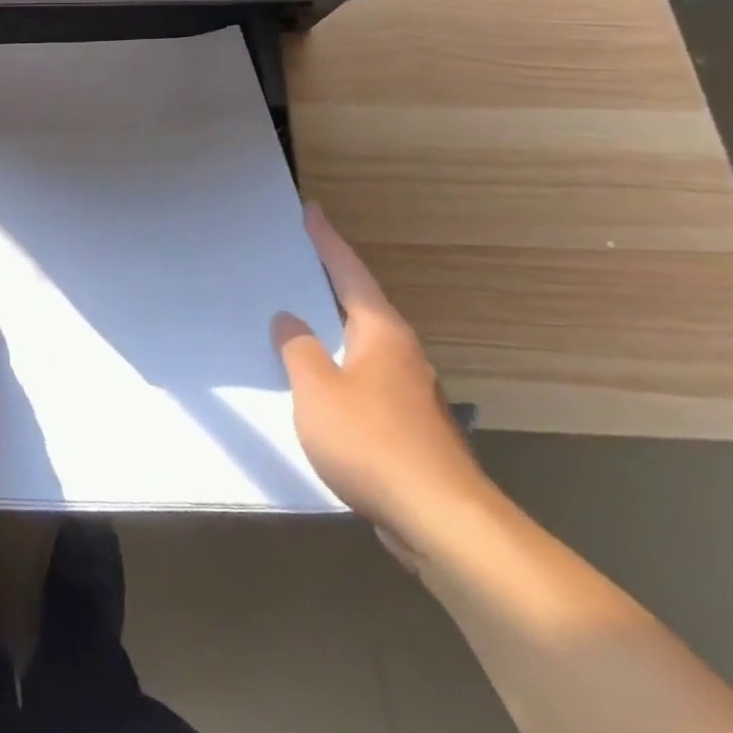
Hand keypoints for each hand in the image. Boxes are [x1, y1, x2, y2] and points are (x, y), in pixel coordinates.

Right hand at [273, 206, 496, 555]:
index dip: (326, 241)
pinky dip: (334, 366)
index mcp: (380, 333)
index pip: (348, 272)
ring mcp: (407, 391)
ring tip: (291, 318)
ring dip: (328, 329)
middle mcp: (399, 353)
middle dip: (325, 282)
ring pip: (358, 344)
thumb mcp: (316, 388)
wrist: (443, 522)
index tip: (311, 210)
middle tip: (292, 259)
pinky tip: (312, 381)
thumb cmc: (372, 441)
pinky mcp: (405, 426)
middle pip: (357, 304)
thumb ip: (297, 348)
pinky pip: (359, 378)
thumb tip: (289, 320)